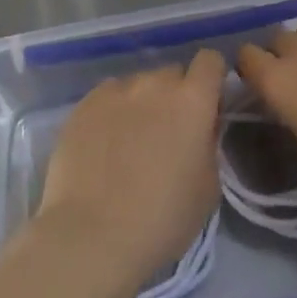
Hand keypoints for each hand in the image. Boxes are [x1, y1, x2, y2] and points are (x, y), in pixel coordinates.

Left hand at [35, 49, 226, 287]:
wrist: (92, 236)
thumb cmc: (162, 220)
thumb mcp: (208, 188)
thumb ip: (208, 144)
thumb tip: (199, 129)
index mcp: (192, 100)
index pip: (210, 61)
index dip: (211, 79)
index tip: (207, 106)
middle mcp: (155, 83)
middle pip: (172, 74)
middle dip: (175, 96)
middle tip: (167, 134)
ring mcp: (117, 90)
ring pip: (138, 85)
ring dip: (142, 104)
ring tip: (129, 143)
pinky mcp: (85, 103)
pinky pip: (108, 96)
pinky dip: (112, 112)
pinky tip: (103, 145)